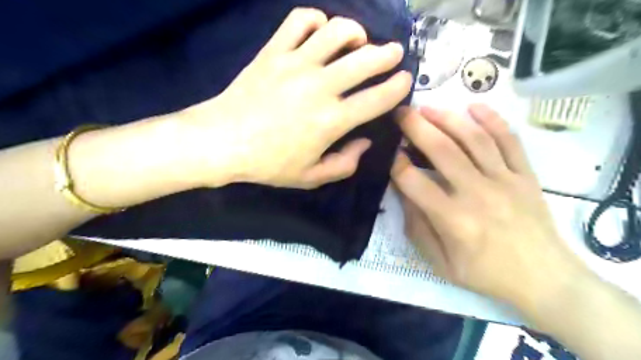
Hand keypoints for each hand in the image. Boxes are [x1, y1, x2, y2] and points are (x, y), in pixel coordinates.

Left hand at [178, 6, 412, 187]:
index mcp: (331, 120)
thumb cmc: (269, 163)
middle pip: (365, 59)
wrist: (222, 141)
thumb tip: (365, 142)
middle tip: (393, 53)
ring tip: (359, 40)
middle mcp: (319, 87)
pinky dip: (316, 20)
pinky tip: (321, 30)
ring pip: (336, 32)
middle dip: (388, 54)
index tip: (405, 80)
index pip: (377, 98)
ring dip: (356, 32)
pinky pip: (299, 21)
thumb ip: (345, 164)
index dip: (398, 87)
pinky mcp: (273, 51)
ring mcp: (295, 64)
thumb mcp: (311, 177)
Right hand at [388, 104, 587, 308]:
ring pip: (474, 139)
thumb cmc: (486, 274)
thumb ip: (418, 228)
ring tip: (428, 107)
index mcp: (453, 220)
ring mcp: (505, 181)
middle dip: (416, 127)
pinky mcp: (525, 175)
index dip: (396, 164)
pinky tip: (474, 107)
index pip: (415, 182)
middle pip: (442, 150)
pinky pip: (509, 141)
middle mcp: (477, 193)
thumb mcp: (441, 264)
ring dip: (447, 119)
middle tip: (401, 113)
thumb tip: (404, 194)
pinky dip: (493, 120)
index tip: (388, 152)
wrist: (545, 279)